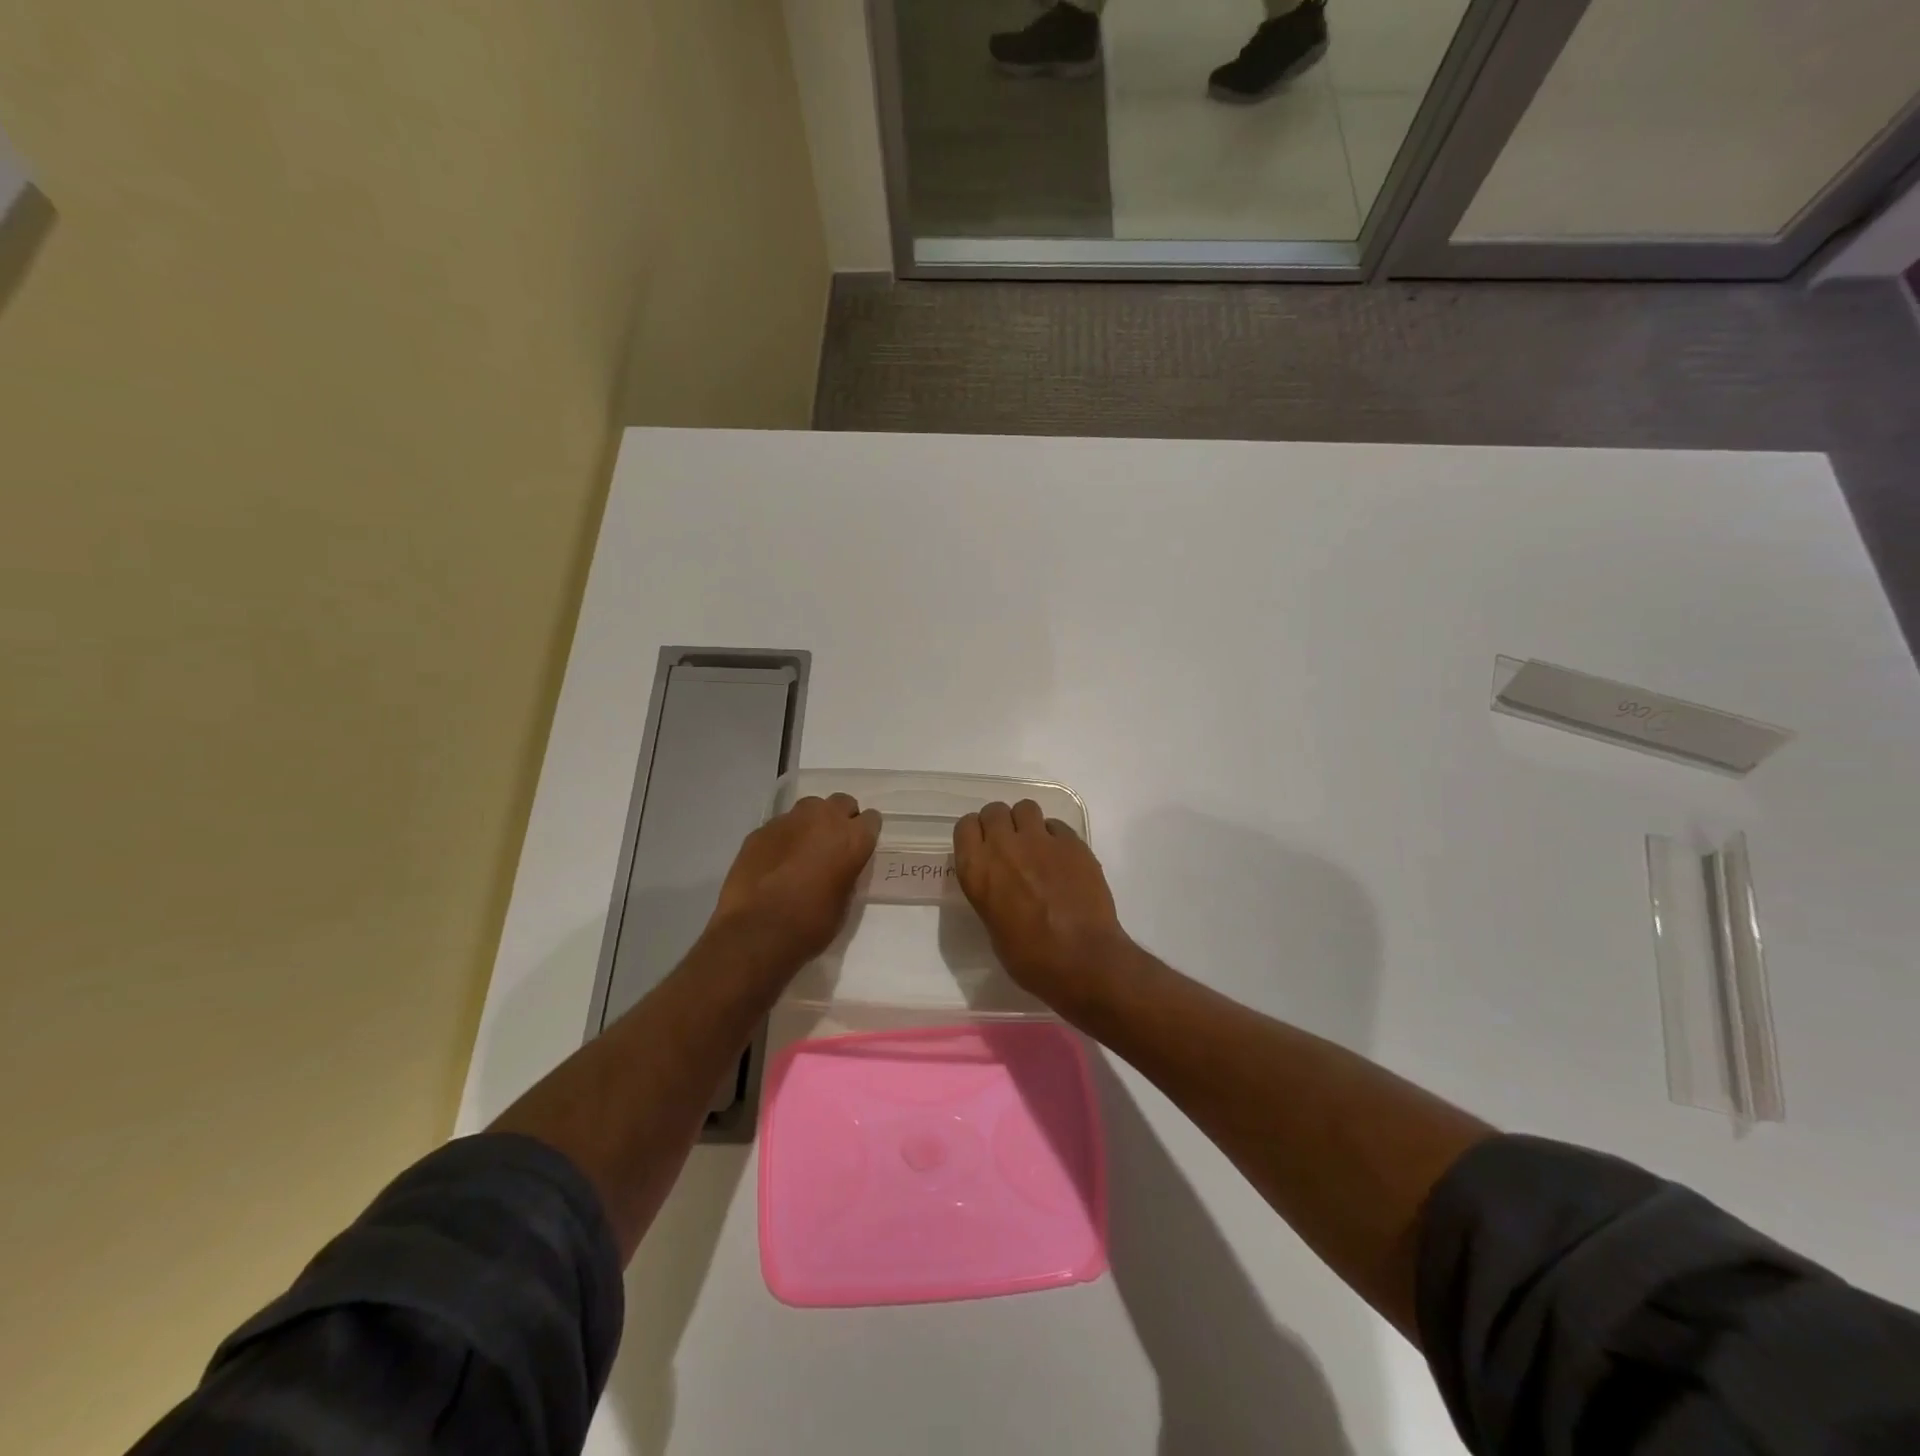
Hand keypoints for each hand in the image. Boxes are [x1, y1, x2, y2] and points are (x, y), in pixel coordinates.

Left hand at [709, 793, 880, 969]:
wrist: (757, 932)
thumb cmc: (811, 925)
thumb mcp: (844, 902)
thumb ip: (846, 873)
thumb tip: (839, 867)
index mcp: (852, 839)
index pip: (871, 819)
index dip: (865, 834)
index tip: (858, 848)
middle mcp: (824, 819)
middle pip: (842, 802)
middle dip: (841, 818)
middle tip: (833, 844)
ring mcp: (789, 821)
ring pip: (809, 807)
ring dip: (811, 823)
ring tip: (803, 849)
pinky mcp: (761, 830)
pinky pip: (780, 825)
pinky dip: (783, 838)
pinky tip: (775, 861)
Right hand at [953, 799, 1135, 1014]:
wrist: (1083, 959)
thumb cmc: (1031, 959)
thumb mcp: (993, 927)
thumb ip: (990, 893)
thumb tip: (1000, 885)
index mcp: (977, 870)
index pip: (964, 826)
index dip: (974, 834)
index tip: (982, 846)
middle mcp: (1004, 847)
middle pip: (994, 811)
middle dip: (1000, 823)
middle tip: (1010, 845)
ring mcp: (1040, 841)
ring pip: (1026, 808)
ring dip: (1026, 823)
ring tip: (1036, 845)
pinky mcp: (1072, 842)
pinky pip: (1057, 825)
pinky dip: (1055, 836)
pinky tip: (1062, 858)